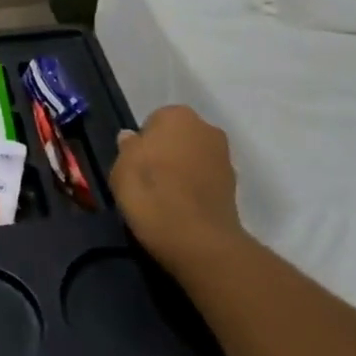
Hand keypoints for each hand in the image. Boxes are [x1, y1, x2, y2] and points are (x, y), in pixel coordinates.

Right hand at [111, 105, 244, 278]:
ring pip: (193, 158)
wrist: (197, 240)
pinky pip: (205, 179)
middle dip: (166, 152)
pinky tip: (183, 208)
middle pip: (178, 137)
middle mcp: (206, 128)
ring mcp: (224, 157)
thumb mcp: (121, 168)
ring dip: (182, 170)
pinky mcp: (234, 185)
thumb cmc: (151, 194)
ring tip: (166, 197)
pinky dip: (195, 188)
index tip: (135, 165)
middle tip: (149, 179)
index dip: (143, 143)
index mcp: (177, 115)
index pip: (154, 121)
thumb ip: (127, 147)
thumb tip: (132, 138)